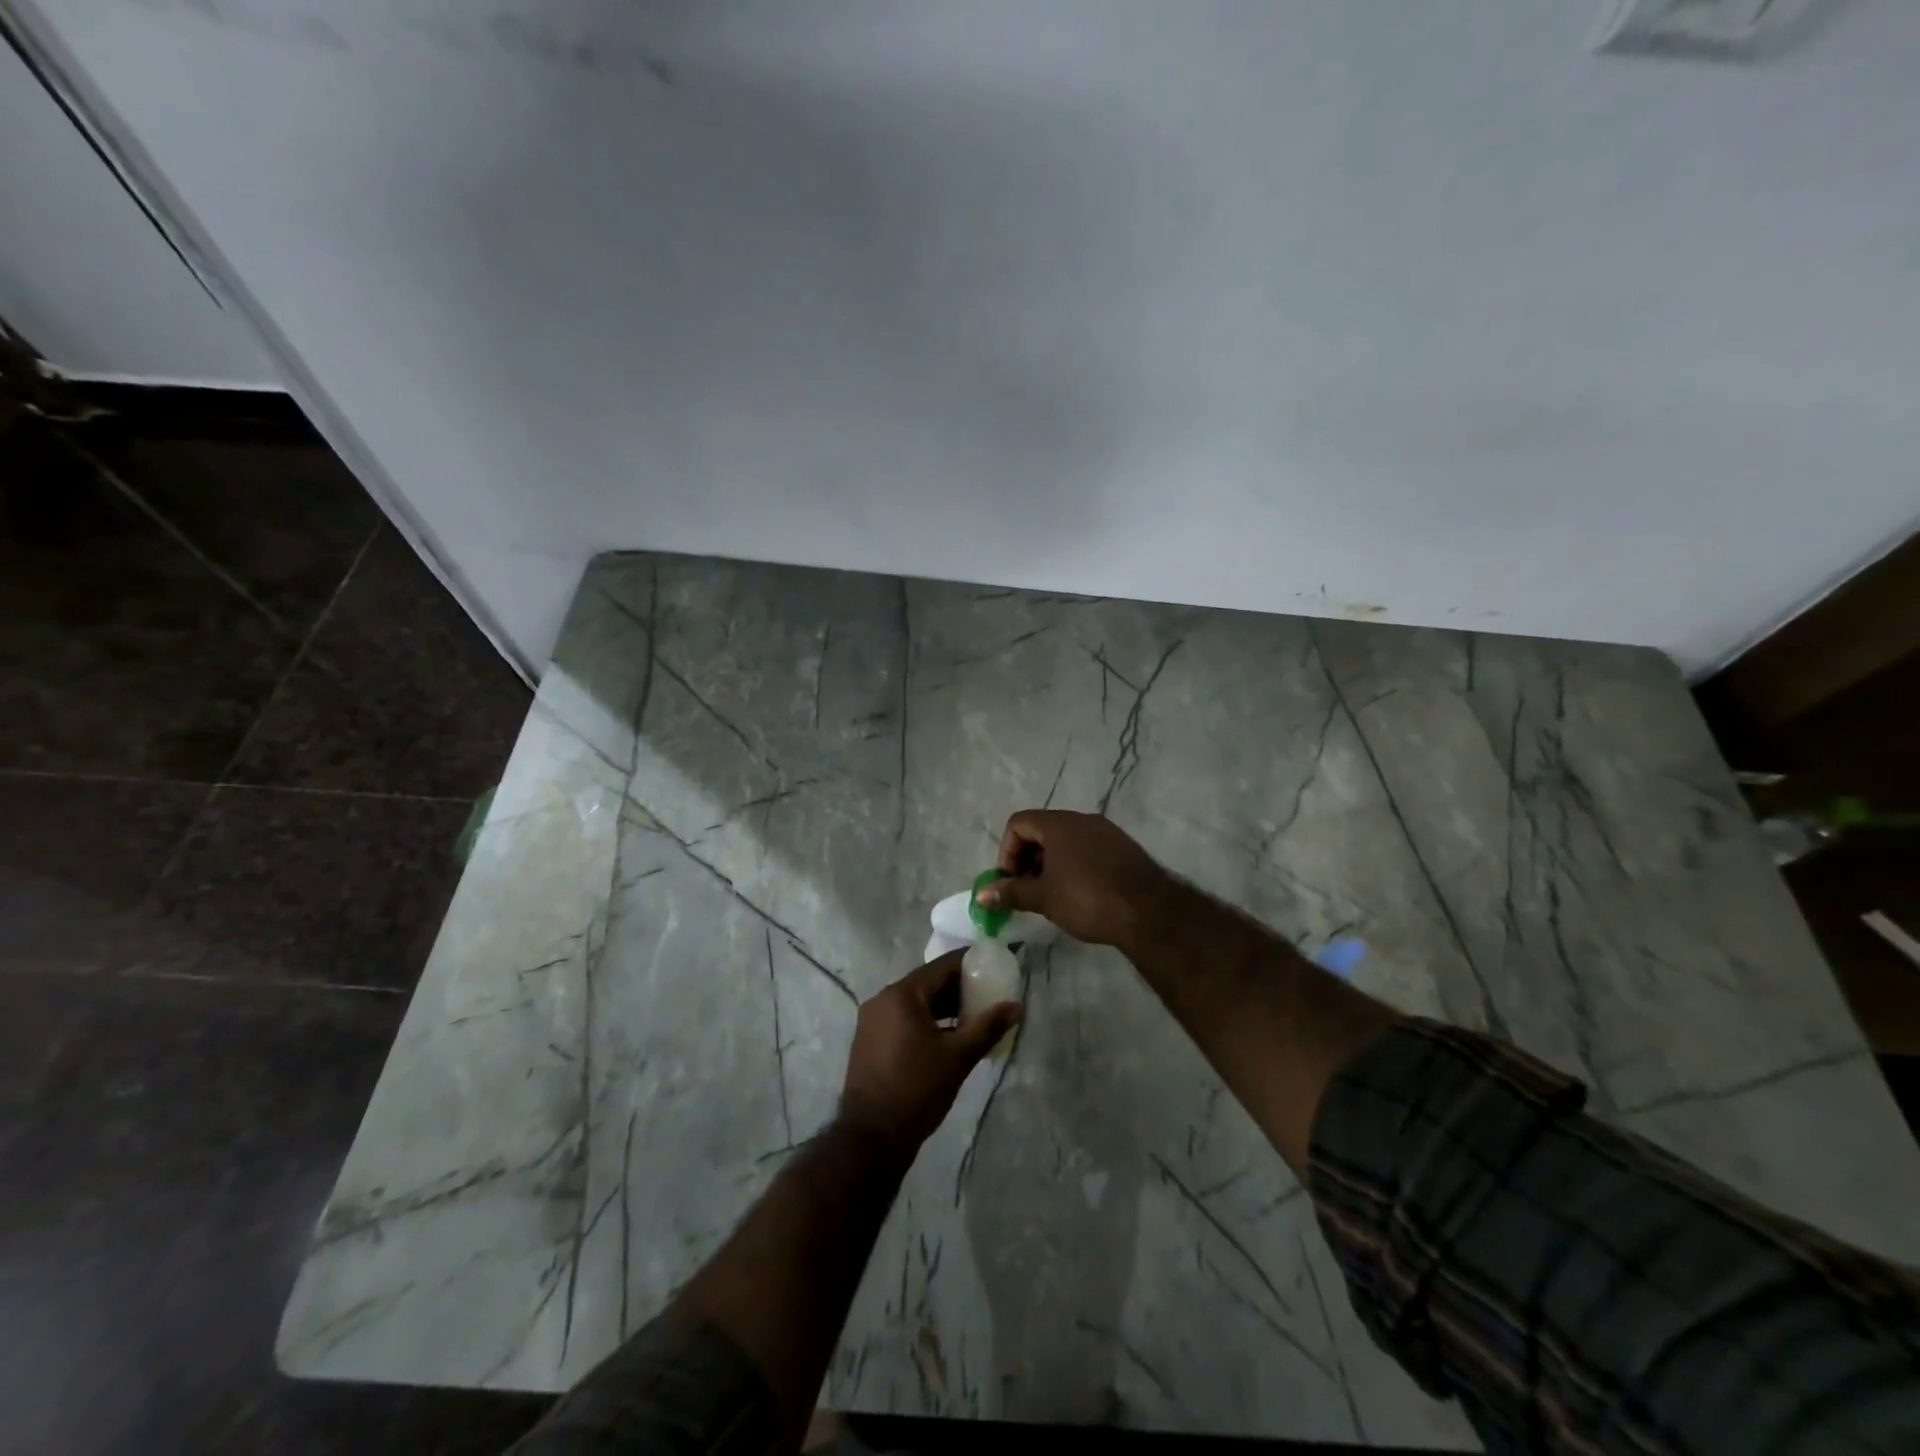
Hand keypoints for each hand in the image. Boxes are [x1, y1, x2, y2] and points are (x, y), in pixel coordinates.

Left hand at [837, 952, 1019, 1155]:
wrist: (871, 1137)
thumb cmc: (917, 1090)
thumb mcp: (958, 1057)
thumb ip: (988, 1027)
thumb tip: (1016, 1006)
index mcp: (902, 994)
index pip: (942, 966)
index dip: (970, 964)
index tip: (994, 965)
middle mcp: (883, 999)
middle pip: (928, 983)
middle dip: (959, 988)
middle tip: (990, 994)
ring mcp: (873, 1020)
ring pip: (916, 1003)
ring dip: (944, 1007)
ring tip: (975, 1017)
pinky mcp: (870, 1040)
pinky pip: (904, 1019)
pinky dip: (928, 1021)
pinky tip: (949, 1036)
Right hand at [977, 809, 1173, 950]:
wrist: (1150, 912)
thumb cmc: (1087, 899)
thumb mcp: (1043, 897)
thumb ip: (1010, 892)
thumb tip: (980, 894)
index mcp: (1059, 824)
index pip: (1019, 823)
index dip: (1007, 851)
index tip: (1010, 881)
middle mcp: (1082, 820)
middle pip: (1041, 830)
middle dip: (1027, 860)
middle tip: (1026, 891)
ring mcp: (1106, 832)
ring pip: (1066, 841)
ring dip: (1050, 865)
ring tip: (1050, 897)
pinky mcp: (1123, 848)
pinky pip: (1087, 849)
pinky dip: (1073, 866)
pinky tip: (1078, 895)